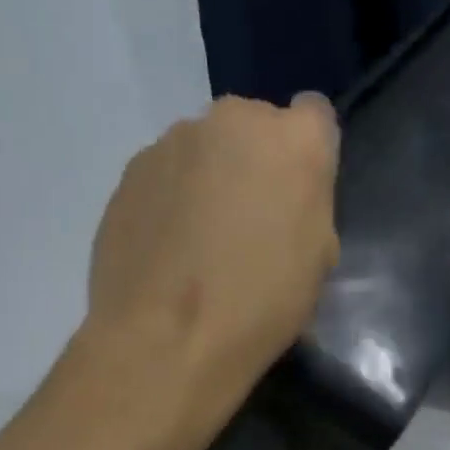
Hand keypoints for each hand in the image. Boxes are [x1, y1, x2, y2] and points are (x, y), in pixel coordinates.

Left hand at [85, 93, 339, 402]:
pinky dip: (171, 195)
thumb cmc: (262, 301)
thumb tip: (287, 191)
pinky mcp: (130, 169)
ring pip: (206, 147)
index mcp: (293, 139)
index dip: (309, 149)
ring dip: (210, 174)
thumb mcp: (319, 253)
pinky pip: (166, 171)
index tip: (299, 187)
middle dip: (255, 159)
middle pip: (254, 126)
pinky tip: (168, 244)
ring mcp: (174, 140)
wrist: (166, 337)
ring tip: (201, 235)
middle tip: (250, 215)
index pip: (314, 113)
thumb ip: (309, 200)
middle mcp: (233, 120)